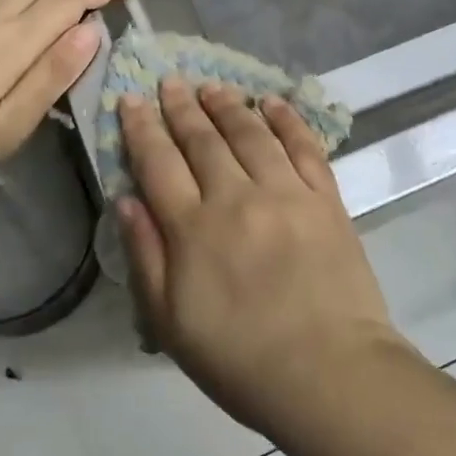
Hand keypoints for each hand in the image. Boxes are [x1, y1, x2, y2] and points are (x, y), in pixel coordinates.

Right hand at [116, 79, 408, 436]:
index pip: (158, 163)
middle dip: (181, 107)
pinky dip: (287, 120)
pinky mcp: (326, 198)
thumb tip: (126, 199)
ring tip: (212, 87)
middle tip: (170, 82)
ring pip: (250, 133)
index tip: (131, 100)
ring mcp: (286, 193)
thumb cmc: (240, 360)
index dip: (141, 129)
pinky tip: (273, 103)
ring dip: (228, 105)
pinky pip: (303, 146)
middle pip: (203, 140)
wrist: (329, 374)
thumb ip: (145, 255)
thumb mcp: (170, 323)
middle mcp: (237, 197)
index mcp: (193, 229)